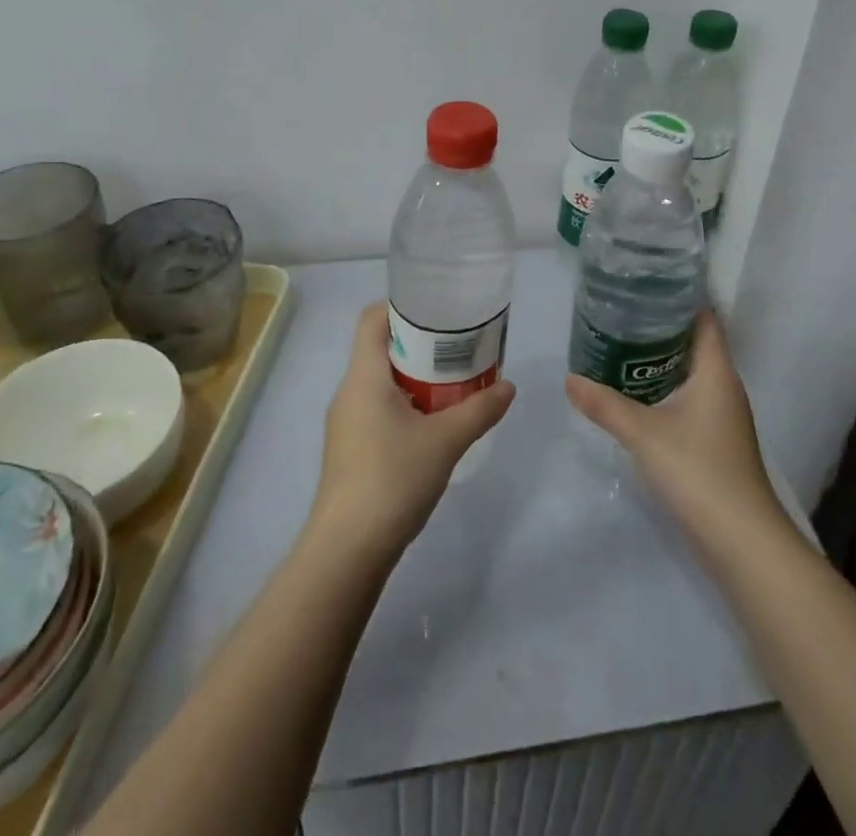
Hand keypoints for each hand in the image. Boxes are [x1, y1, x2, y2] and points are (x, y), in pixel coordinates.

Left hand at [310, 303, 514, 561]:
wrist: (347, 550)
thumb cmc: (392, 479)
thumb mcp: (446, 441)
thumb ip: (480, 410)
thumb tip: (509, 386)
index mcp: (364, 376)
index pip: (373, 318)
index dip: (401, 305)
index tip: (438, 309)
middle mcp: (349, 391)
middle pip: (380, 347)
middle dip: (420, 342)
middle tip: (459, 344)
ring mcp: (346, 422)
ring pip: (381, 380)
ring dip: (415, 375)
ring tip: (454, 379)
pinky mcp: (350, 448)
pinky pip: (378, 407)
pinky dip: (406, 402)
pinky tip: (434, 421)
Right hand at [565, 311, 781, 543]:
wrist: (741, 540)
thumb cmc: (698, 470)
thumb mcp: (644, 433)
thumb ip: (605, 404)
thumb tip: (570, 378)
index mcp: (716, 370)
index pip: (704, 318)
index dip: (680, 297)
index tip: (647, 284)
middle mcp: (724, 385)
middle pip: (695, 342)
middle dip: (661, 327)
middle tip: (621, 311)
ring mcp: (722, 415)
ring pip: (690, 372)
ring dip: (661, 360)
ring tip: (620, 345)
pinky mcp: (715, 440)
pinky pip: (689, 398)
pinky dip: (665, 388)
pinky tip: (636, 393)